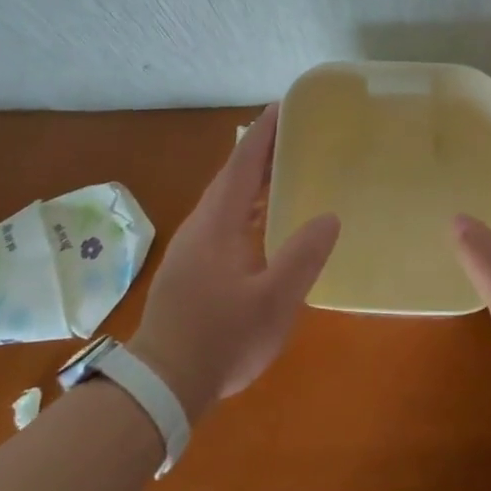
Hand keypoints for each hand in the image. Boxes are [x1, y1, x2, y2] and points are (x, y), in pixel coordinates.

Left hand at [129, 104, 339, 421]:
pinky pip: (222, 221)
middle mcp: (200, 226)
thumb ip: (302, 257)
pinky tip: (264, 223)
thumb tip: (328, 216)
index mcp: (217, 223)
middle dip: (260, 153)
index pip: (242, 164)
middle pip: (232, 177)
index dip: (263, 133)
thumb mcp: (274, 301)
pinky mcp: (191, 268)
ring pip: (225, 201)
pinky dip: (246, 207)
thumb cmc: (221, 339)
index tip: (282, 106)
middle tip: (294, 135)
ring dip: (253, 182)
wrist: (163, 385)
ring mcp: (192, 248)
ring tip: (285, 171)